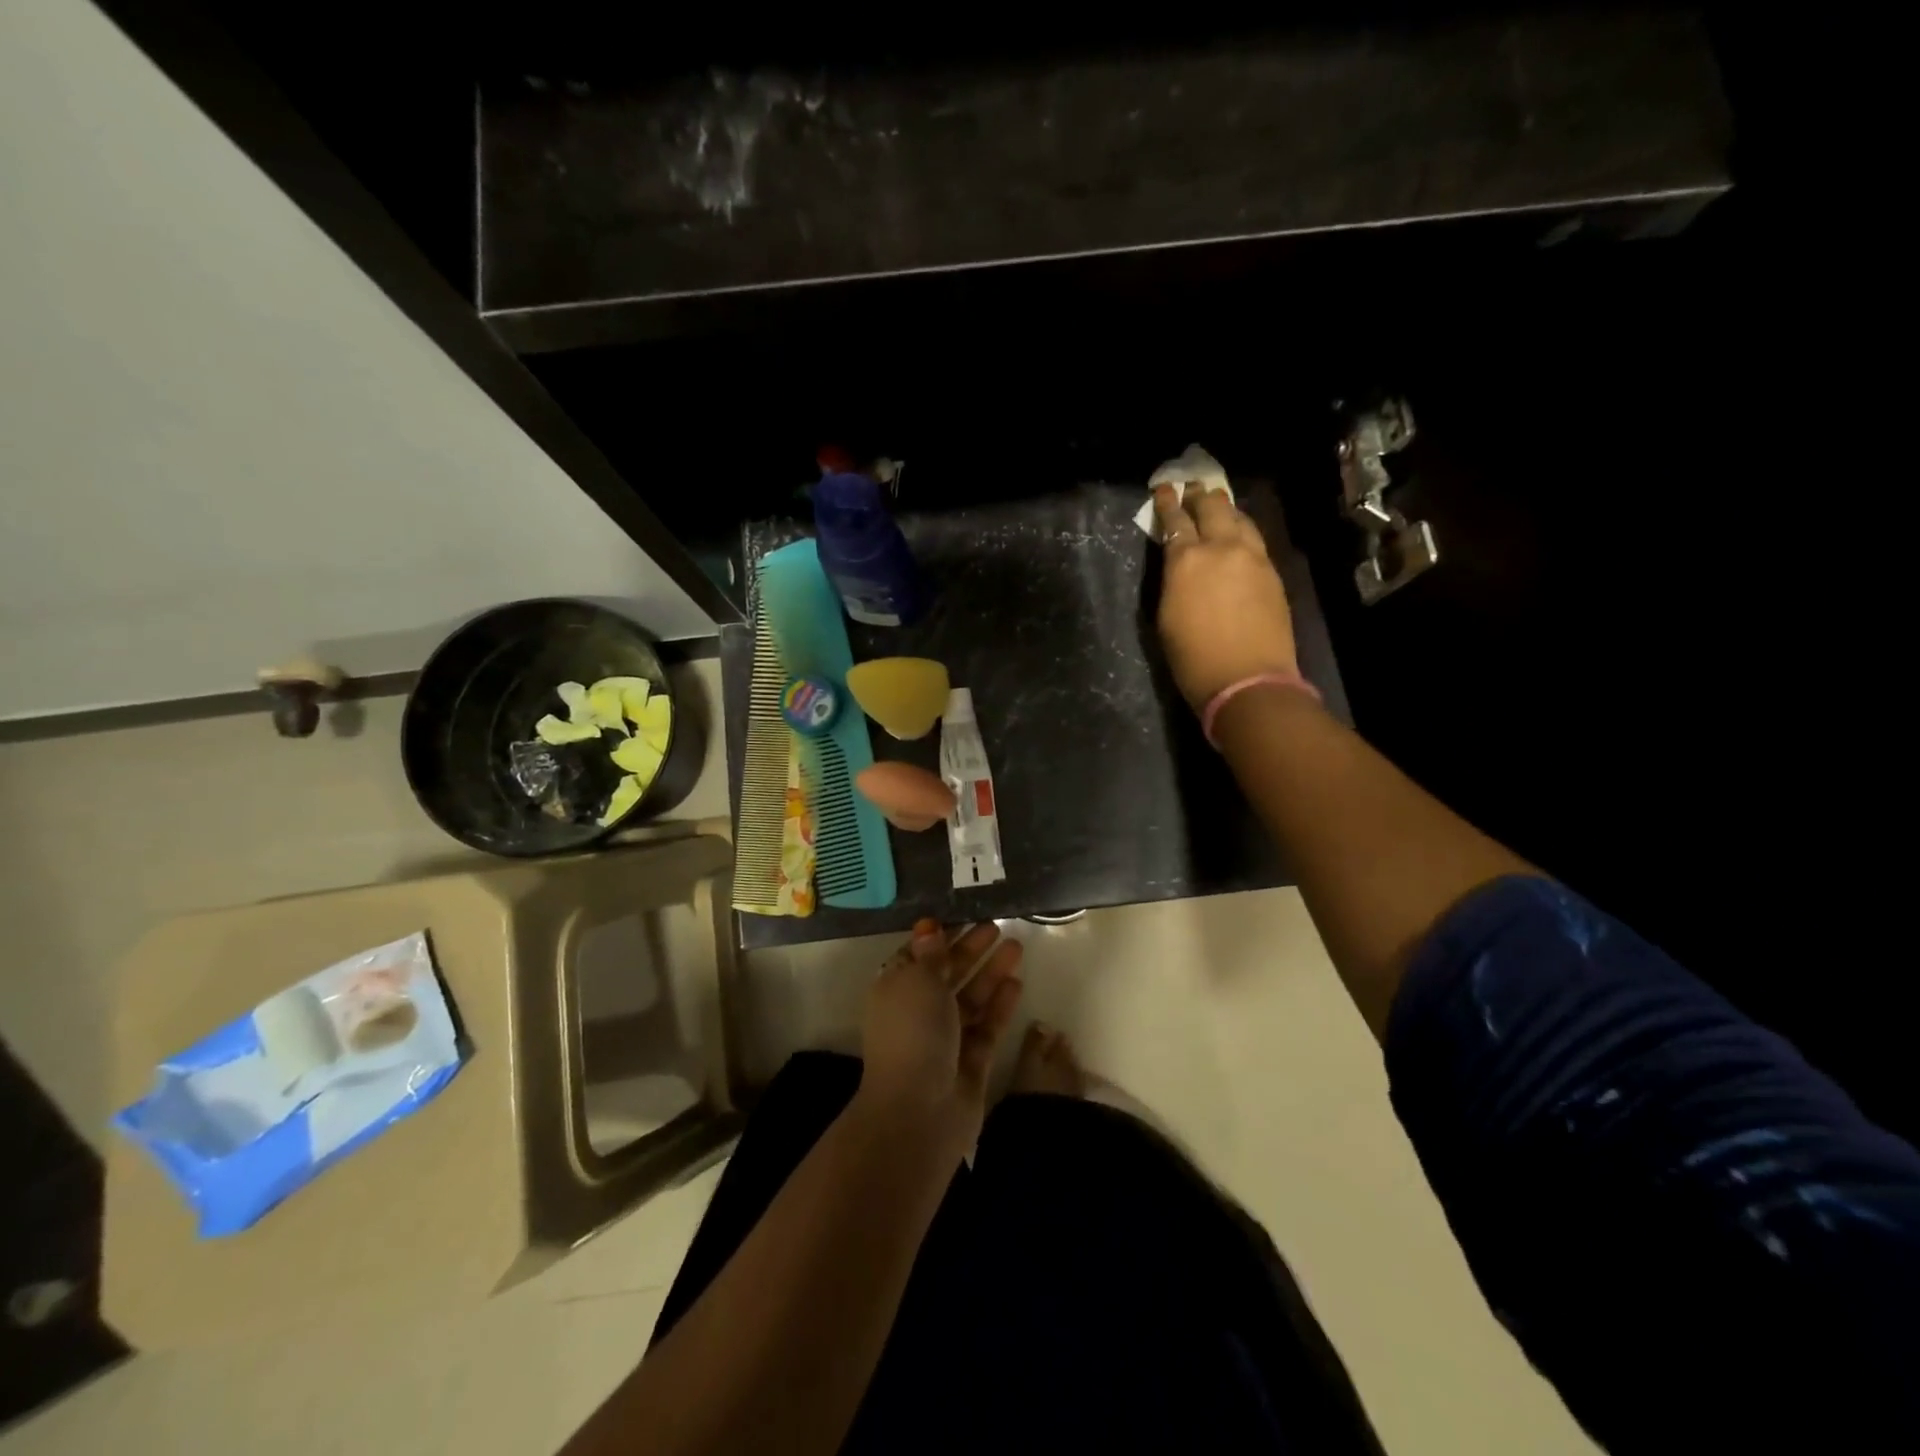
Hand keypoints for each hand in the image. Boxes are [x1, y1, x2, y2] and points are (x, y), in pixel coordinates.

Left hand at [857, 920, 1023, 1154]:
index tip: (963, 915)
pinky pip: (987, 1025)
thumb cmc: (913, 1034)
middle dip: (970, 949)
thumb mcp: (918, 981)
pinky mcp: (971, 1061)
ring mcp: (946, 1038)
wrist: (920, 1111)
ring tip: (1016, 945)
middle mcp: (918, 1012)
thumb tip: (928, 926)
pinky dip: (1000, 1004)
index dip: (938, 936)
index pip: (917, 955)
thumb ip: (931, 954)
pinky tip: (1017, 982)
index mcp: (895, 990)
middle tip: (996, 925)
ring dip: (991, 972)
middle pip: (947, 973)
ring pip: (971, 997)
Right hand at [1153, 483, 1298, 710]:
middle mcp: (1221, 548)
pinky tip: (1239, 532)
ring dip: (1225, 508)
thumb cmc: (1193, 658)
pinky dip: (1242, 529)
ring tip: (1217, 503)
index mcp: (1186, 560)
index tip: (1164, 488)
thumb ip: (1172, 581)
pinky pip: (1255, 538)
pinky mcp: (1272, 572)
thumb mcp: (1166, 618)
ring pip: (1239, 518)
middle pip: (1211, 508)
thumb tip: (1178, 565)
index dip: (1168, 503)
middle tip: (1192, 488)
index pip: (1175, 521)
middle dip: (1199, 495)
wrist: (1248, 680)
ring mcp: (1252, 558)